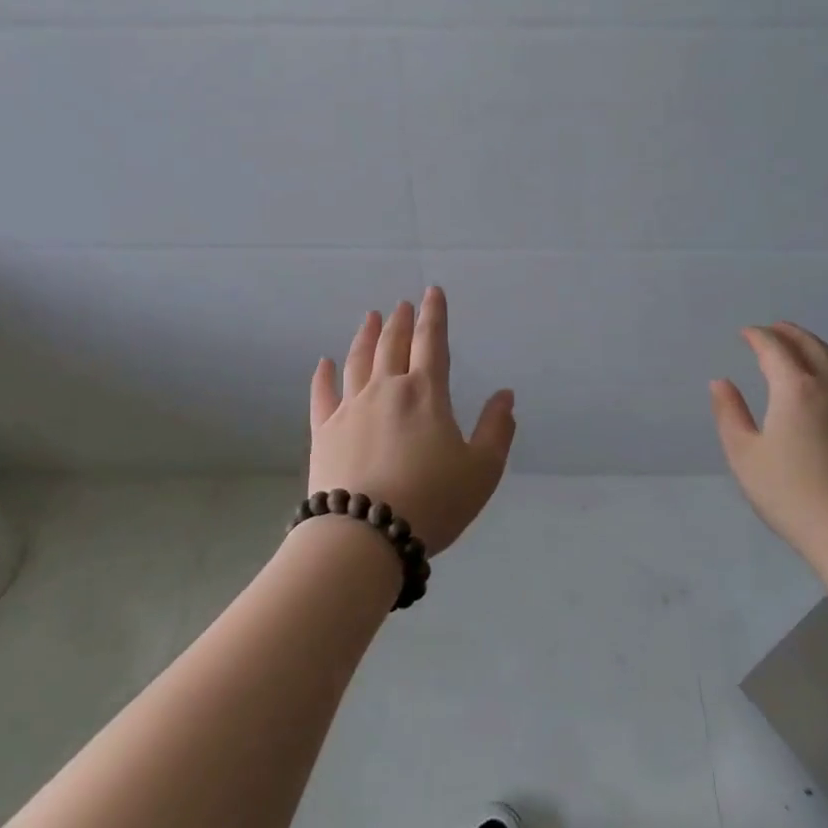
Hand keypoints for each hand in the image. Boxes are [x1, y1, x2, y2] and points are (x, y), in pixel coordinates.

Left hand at [308, 287, 516, 555]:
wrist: (364, 535)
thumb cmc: (432, 501)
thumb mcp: (482, 471)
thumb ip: (496, 430)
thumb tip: (504, 396)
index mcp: (426, 394)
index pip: (432, 343)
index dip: (435, 315)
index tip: (432, 292)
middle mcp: (386, 390)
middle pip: (393, 346)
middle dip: (401, 322)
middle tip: (402, 305)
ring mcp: (350, 409)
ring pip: (358, 361)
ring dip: (366, 336)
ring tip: (371, 318)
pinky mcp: (324, 432)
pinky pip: (322, 395)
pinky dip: (324, 376)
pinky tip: (324, 363)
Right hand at [710, 323, 827, 562]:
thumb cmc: (789, 492)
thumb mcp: (744, 454)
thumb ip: (729, 413)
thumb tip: (721, 383)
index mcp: (795, 389)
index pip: (775, 349)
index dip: (758, 337)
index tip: (745, 333)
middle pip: (811, 347)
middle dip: (789, 333)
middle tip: (772, 328)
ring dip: (814, 346)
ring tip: (799, 346)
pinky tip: (825, 382)